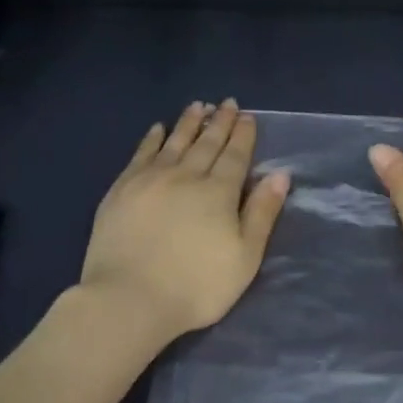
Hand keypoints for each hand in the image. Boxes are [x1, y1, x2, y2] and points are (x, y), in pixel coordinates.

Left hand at [80, 100, 289, 343]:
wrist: (128, 299)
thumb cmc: (196, 286)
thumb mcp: (245, 258)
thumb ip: (262, 214)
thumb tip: (280, 175)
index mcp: (219, 192)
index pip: (235, 156)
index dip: (242, 135)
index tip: (247, 116)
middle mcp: (186, 176)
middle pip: (207, 143)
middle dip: (219, 122)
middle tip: (227, 103)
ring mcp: (151, 180)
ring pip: (175, 142)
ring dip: (188, 122)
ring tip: (198, 106)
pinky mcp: (122, 190)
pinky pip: (141, 154)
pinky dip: (152, 139)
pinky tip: (158, 128)